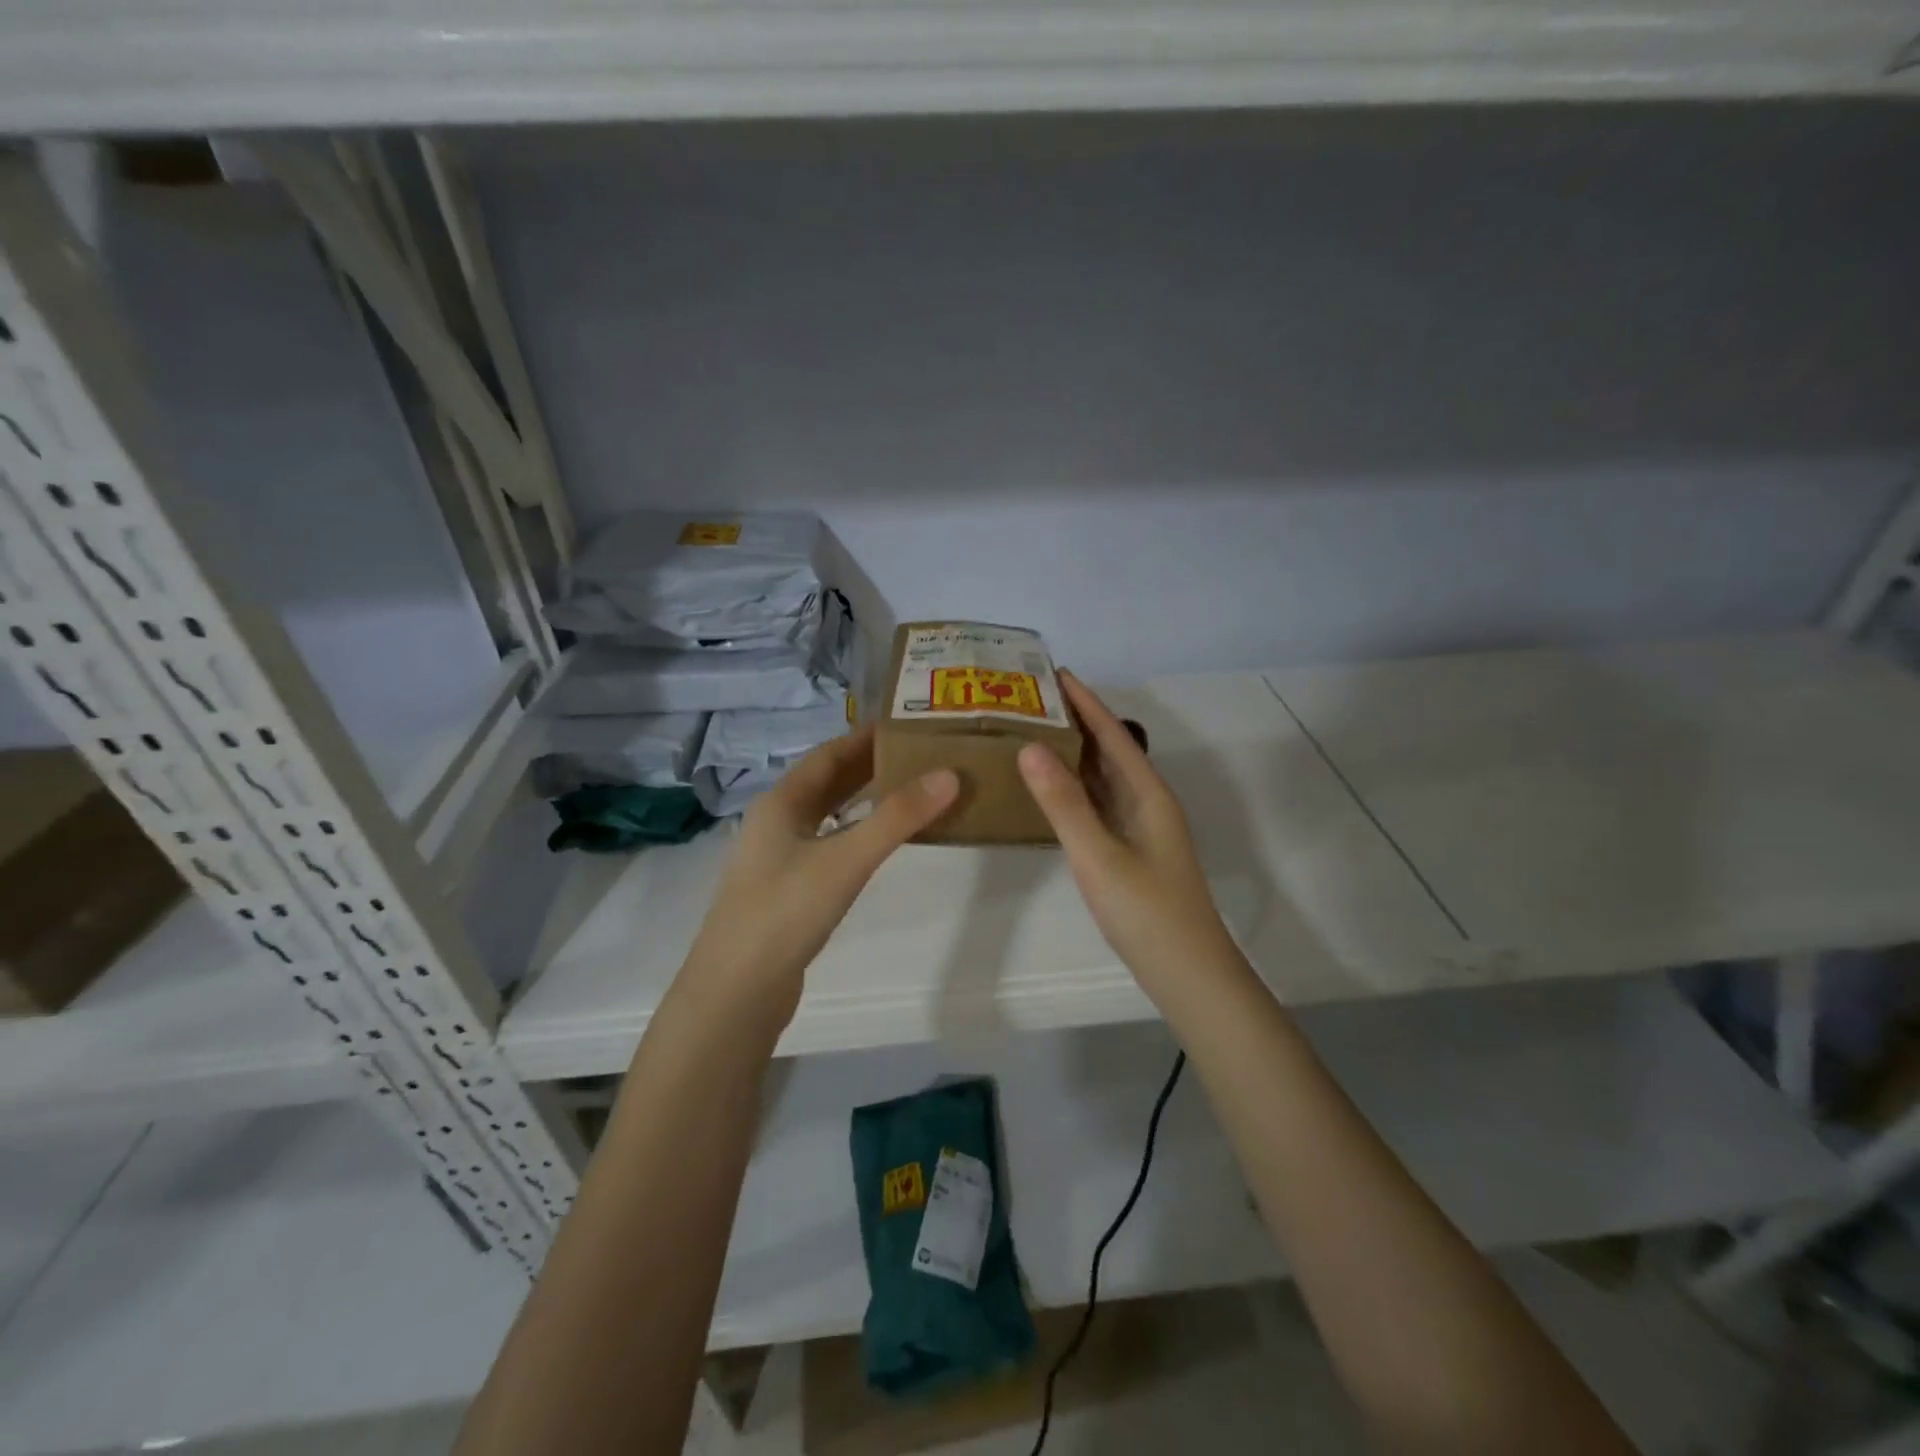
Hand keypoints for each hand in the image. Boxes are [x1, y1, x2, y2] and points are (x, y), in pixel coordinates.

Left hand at [680, 725, 958, 1027]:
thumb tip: (949, 775)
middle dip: (870, 766)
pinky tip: (877, 845)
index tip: (908, 725)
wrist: (735, 992)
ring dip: (862, 800)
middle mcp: (776, 822)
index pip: (828, 754)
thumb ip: (897, 818)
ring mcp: (778, 859)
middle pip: (827, 782)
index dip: (866, 737)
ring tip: (909, 792)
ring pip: (826, 815)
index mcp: (781, 802)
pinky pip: (827, 845)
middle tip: (920, 756)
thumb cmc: (785, 913)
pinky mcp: (787, 891)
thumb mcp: (845, 859)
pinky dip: (855, 834)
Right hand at [1018, 672, 1238, 995]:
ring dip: (1075, 753)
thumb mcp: (1098, 856)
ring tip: (1034, 732)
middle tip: (1031, 700)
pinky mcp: (1131, 850)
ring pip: (1104, 778)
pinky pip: (1100, 804)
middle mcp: (1148, 802)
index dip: (1085, 701)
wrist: (1188, 974)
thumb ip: (1064, 803)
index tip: (1053, 671)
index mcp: (1148, 793)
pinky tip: (1052, 789)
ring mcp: (1141, 828)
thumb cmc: (1146, 912)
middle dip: (1076, 721)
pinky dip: (1076, 788)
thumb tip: (1030, 747)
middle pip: (1110, 749)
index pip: (1112, 734)